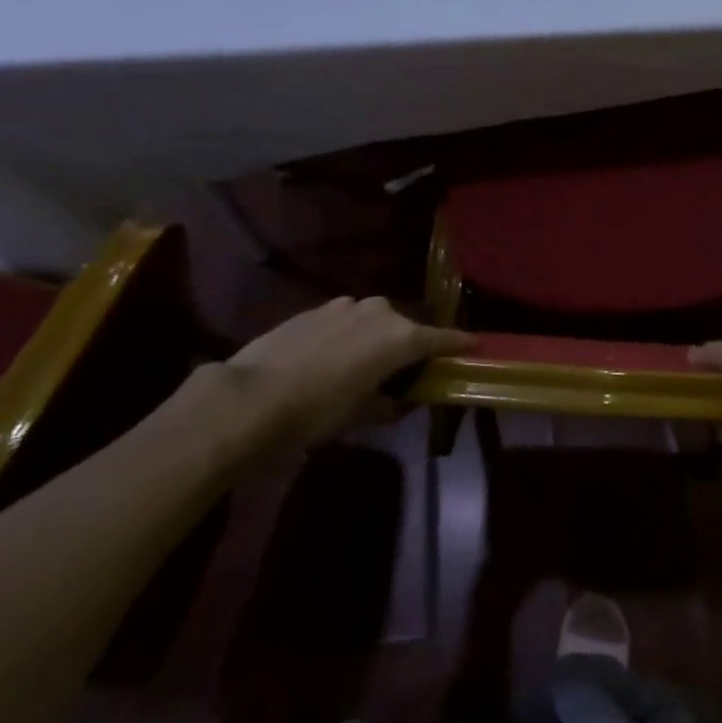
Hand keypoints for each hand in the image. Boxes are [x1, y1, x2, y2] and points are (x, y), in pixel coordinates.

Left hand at [209, 296, 471, 452]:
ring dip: (377, 338)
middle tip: (407, 370)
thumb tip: (399, 402)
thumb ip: (389, 405)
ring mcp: (345, 306)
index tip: (474, 345)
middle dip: (411, 345)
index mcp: (399, 337)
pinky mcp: (315, 309)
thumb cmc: (315, 412)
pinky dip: (348, 335)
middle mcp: (379, 312)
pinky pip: (345, 320)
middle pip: (406, 328)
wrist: (247, 398)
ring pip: (374, 321)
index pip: (441, 338)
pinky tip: (332, 358)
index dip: (459, 343)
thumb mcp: (359, 416)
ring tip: (365, 365)